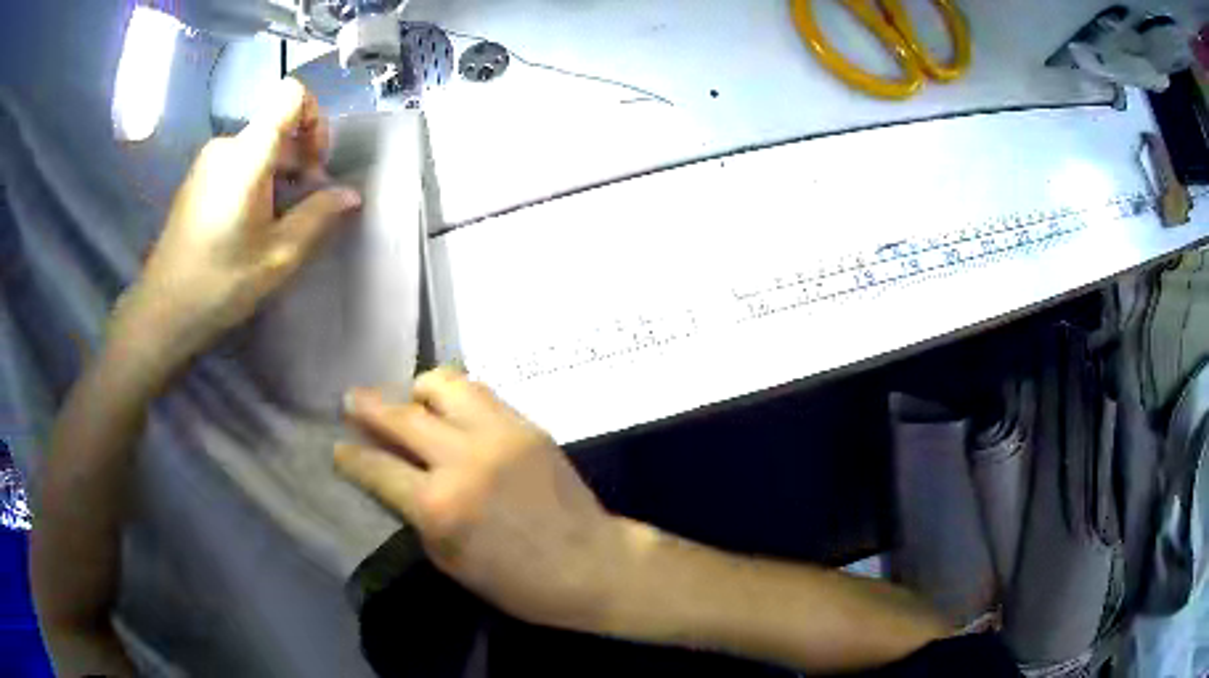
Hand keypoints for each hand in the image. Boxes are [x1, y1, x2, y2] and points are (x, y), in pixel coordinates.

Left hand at [112, 78, 360, 371]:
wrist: (161, 311)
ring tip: (276, 224)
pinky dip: (257, 182)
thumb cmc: (219, 284)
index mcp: (247, 154)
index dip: (315, 119)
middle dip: (301, 160)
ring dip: (279, 176)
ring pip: (259, 148)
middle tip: (303, 210)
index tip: (316, 165)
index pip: (292, 94)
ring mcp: (208, 161)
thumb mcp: (278, 257)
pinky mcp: (197, 179)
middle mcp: (226, 144)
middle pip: (278, 128)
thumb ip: (318, 217)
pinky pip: (238, 163)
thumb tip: (350, 194)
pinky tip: (250, 225)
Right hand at [336, 367, 631, 631]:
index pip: (378, 468)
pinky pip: (480, 393)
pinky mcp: (526, 424)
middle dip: (368, 406)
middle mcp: (463, 459)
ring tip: (411, 401)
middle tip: (352, 400)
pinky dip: (456, 396)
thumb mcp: (451, 562)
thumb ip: (419, 516)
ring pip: (444, 384)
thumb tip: (398, 482)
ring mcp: (498, 434)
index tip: (338, 447)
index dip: (351, 456)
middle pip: (401, 416)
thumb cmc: (518, 582)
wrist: (590, 563)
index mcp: (439, 505)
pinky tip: (450, 409)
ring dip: (418, 390)